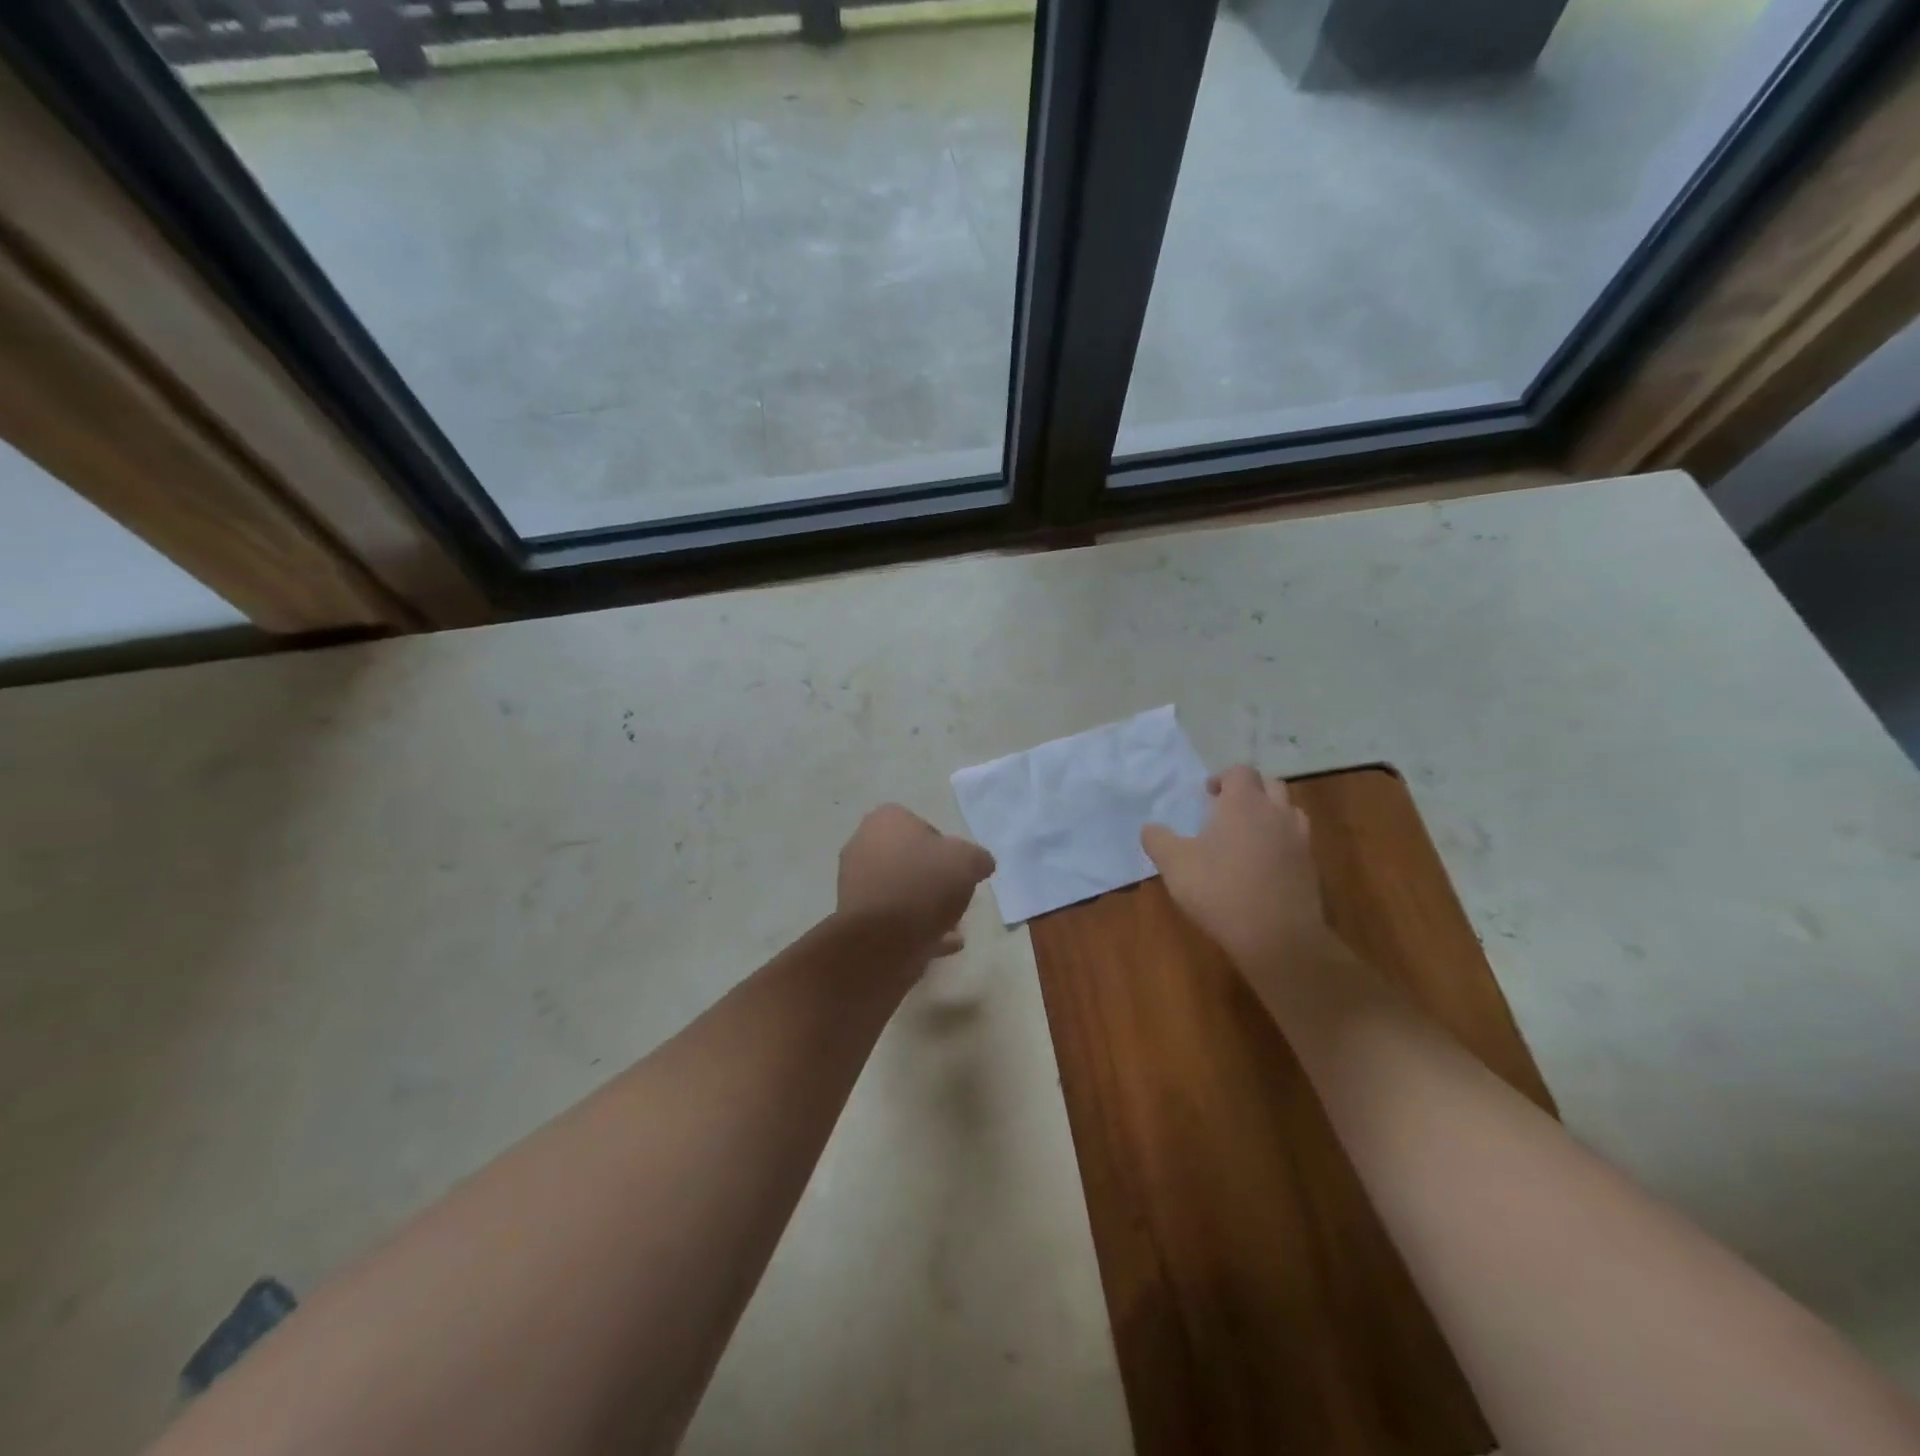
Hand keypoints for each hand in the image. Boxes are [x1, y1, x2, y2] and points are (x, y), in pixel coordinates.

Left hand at [836, 805, 995, 957]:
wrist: (879, 939)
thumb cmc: (923, 884)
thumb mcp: (967, 861)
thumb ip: (978, 858)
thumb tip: (980, 863)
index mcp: (885, 821)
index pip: (921, 825)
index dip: (946, 847)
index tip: (959, 869)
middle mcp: (863, 845)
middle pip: (910, 860)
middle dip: (936, 880)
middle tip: (957, 898)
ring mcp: (855, 884)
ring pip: (901, 892)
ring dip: (928, 907)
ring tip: (954, 927)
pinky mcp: (856, 919)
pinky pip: (893, 919)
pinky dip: (917, 928)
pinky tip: (944, 944)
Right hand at [1141, 766, 1329, 969]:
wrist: (1277, 936)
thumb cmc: (1220, 890)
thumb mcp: (1174, 865)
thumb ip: (1158, 840)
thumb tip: (1149, 827)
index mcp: (1243, 803)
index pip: (1240, 771)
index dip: (1223, 777)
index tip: (1208, 793)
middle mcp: (1276, 812)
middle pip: (1270, 784)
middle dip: (1250, 790)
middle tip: (1228, 809)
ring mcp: (1299, 839)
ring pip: (1289, 810)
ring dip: (1271, 813)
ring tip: (1250, 832)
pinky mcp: (1311, 866)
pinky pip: (1298, 840)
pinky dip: (1282, 841)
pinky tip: (1265, 863)